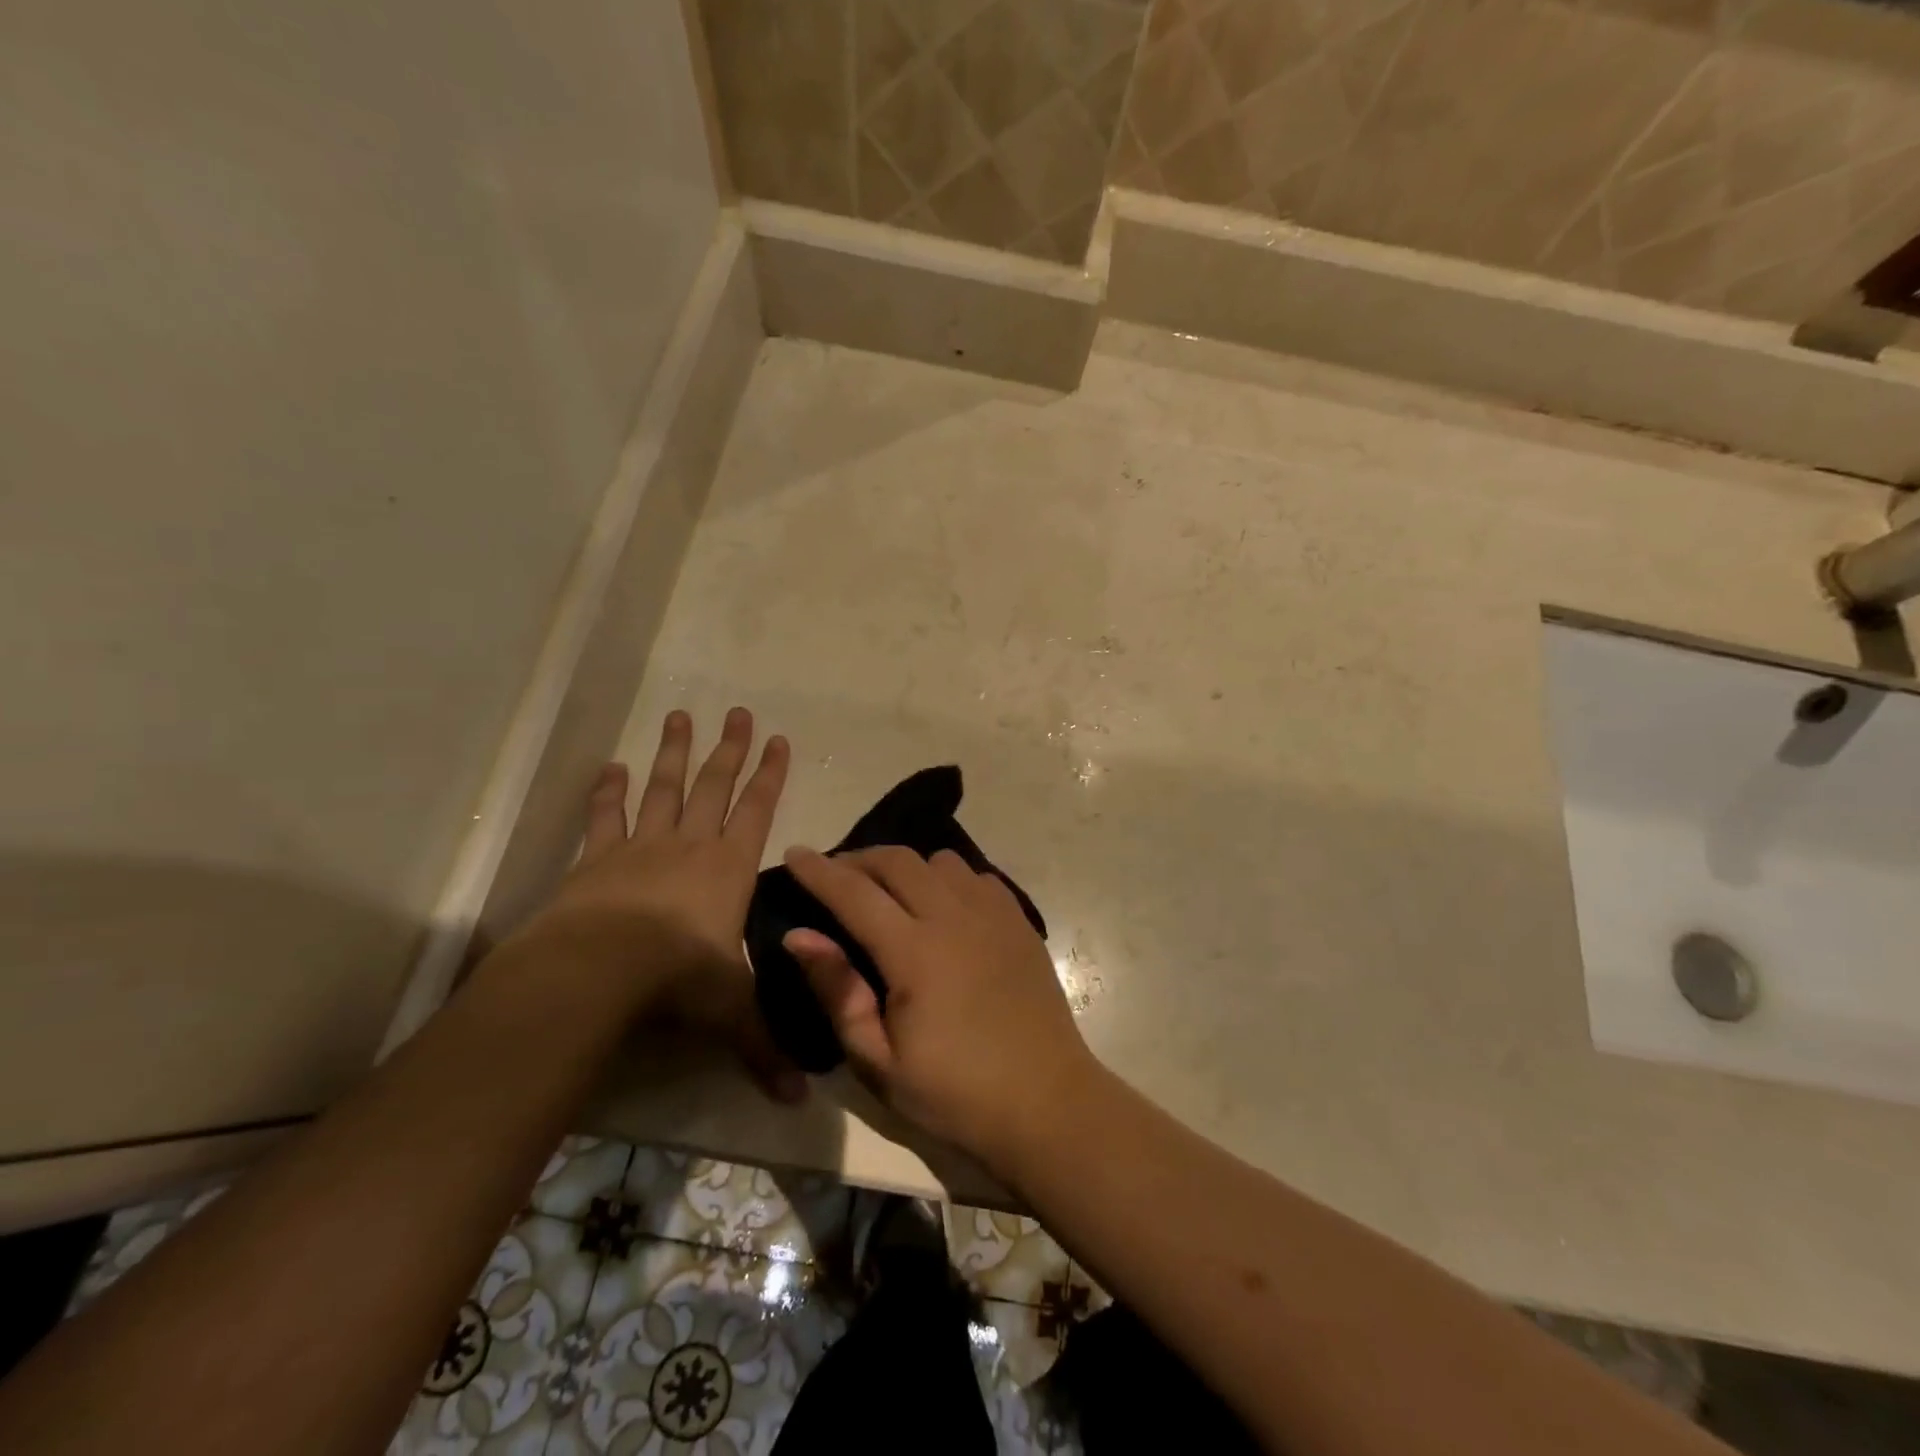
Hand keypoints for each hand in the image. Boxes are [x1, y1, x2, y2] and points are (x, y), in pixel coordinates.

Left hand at [534, 707, 804, 1102]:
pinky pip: (606, 816)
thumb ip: (764, 1047)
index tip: (778, 739)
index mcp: (729, 868)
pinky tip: (612, 766)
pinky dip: (610, 791)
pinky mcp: (597, 859)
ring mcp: (642, 846)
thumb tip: (800, 1100)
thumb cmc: (677, 980)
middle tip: (738, 710)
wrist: (599, 970)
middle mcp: (690, 845)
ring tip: (681, 716)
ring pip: (666, 788)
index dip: (770, 774)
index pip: (758, 810)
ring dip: (675, 753)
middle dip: (730, 749)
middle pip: (716, 786)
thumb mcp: (729, 1012)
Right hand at [780, 845, 1096, 1168]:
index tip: (794, 853)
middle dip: (859, 858)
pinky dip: (949, 878)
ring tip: (891, 892)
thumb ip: (838, 992)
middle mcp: (954, 917)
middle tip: (837, 876)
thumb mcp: (879, 1062)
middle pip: (898, 860)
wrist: (1046, 1102)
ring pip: (941, 860)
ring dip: (907, 866)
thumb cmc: (954, 1093)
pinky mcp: (1020, 921)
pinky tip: (944, 906)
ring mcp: (993, 914)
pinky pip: (977, 876)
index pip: (854, 893)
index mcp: (915, 952)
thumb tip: (799, 936)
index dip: (819, 870)